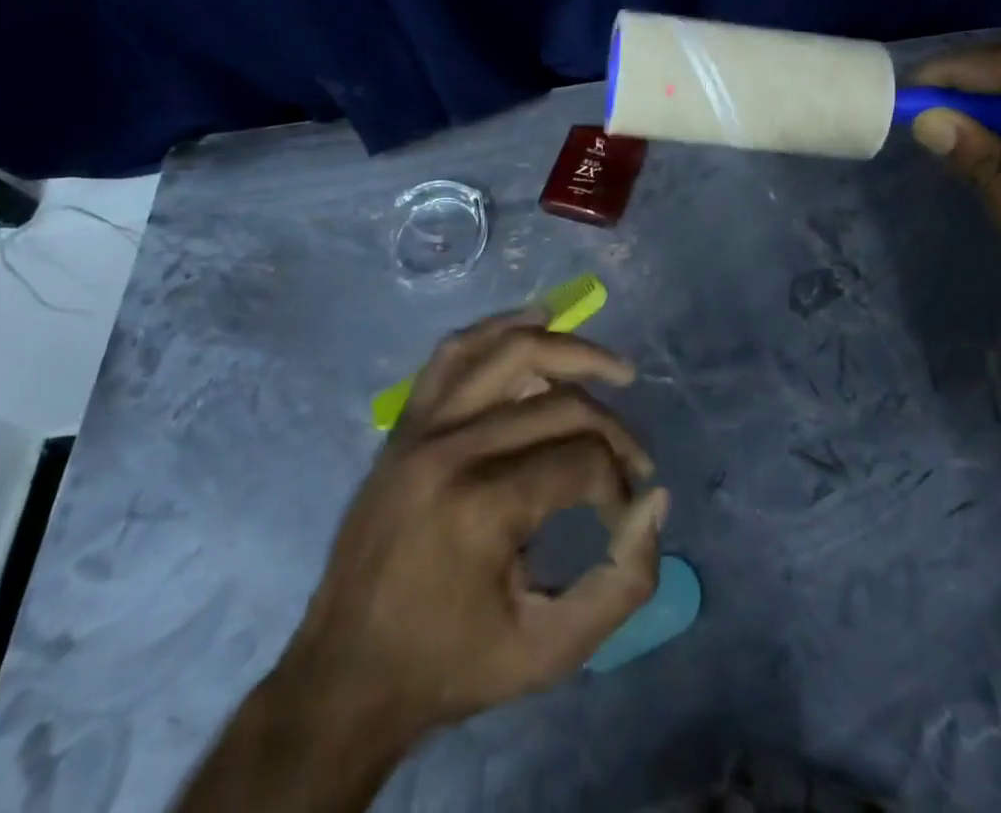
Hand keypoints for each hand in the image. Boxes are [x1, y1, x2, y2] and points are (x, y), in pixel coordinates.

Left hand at [280, 310, 667, 743]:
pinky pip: (456, 351)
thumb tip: (657, 500)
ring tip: (614, 369)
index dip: (619, 483)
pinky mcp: (405, 422)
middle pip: (559, 404)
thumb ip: (622, 584)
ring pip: (510, 351)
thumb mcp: (550, 651)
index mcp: (481, 508)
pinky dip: (501, 327)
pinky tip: (538, 322)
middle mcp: (450, 449)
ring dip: (571, 350)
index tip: (623, 520)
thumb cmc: (450, 667)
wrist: (343, 678)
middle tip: (635, 460)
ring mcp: (421, 426)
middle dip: (612, 429)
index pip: (582, 460)